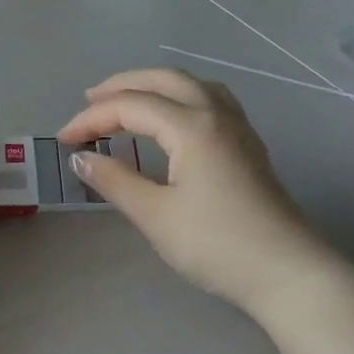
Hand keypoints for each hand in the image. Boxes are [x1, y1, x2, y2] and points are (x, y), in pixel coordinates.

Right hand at [58, 69, 330, 312]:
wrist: (289, 273)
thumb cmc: (218, 244)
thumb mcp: (156, 215)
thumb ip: (115, 181)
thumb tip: (82, 159)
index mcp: (191, 126)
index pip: (130, 106)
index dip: (92, 119)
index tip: (64, 141)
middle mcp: (215, 114)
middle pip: (162, 80)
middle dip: (122, 86)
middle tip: (89, 102)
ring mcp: (237, 127)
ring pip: (190, 84)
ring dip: (154, 85)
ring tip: (127, 101)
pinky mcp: (248, 144)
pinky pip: (209, 99)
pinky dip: (179, 96)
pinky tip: (173, 118)